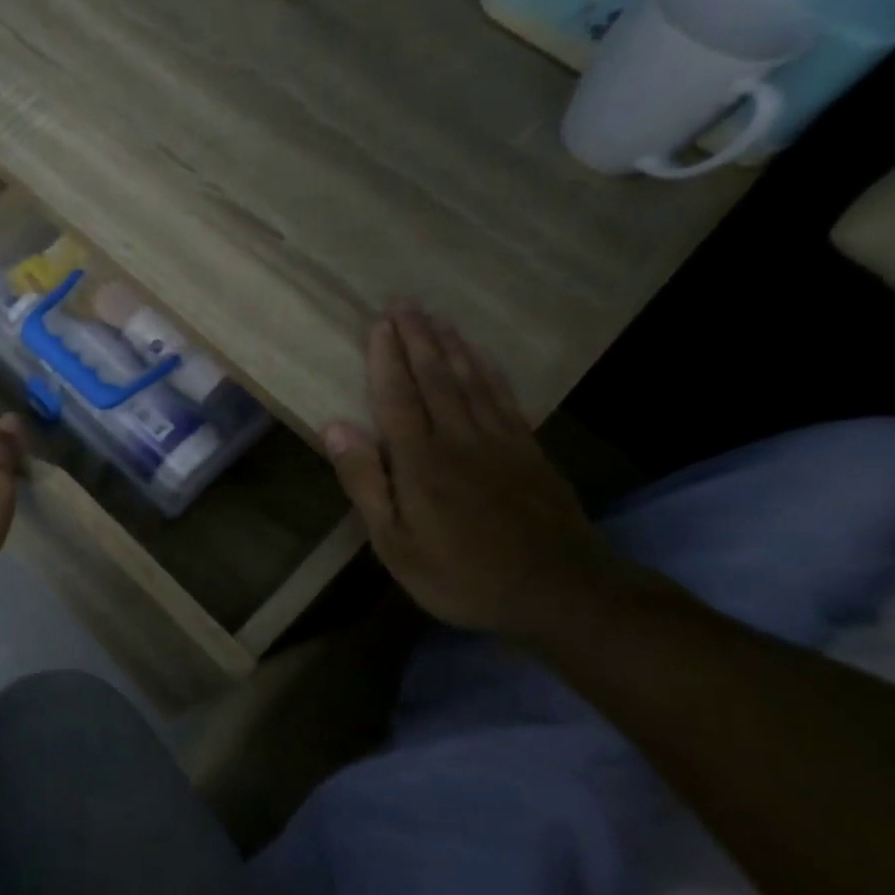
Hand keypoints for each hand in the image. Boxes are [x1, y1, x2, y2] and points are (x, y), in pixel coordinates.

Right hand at [321, 305, 626, 642]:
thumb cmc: (460, 573)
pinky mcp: (529, 451)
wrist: (558, 591)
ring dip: (450, 346)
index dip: (386, 359)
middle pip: (434, 378)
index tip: (378, 324)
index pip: (397, 397)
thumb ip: (365, 481)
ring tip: (436, 317)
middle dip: (417, 338)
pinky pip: (504, 398)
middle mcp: (459, 438)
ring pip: (470, 381)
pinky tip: (480, 357)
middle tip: (404, 303)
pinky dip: (488, 371)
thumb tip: (335, 426)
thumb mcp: (394, 541)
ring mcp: (499, 441)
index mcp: (420, 460)